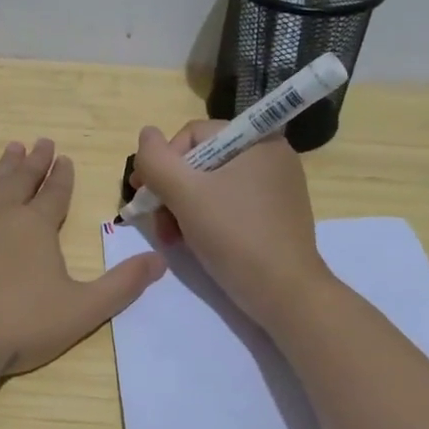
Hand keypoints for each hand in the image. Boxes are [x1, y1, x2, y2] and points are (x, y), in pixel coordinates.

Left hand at [0, 138, 166, 423]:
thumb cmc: (20, 325)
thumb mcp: (83, 310)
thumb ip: (122, 285)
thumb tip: (159, 261)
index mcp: (37, 226)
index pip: (55, 193)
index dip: (62, 176)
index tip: (65, 158)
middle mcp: (1, 214)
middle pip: (21, 180)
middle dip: (34, 161)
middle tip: (41, 141)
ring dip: (1, 167)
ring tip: (11, 149)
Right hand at [130, 120, 332, 332]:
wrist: (284, 294)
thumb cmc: (235, 235)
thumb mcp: (185, 193)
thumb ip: (157, 160)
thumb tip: (145, 133)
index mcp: (257, 140)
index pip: (193, 135)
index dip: (162, 162)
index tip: (144, 195)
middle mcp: (270, 156)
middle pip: (200, 161)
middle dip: (171, 191)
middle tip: (157, 223)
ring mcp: (274, 186)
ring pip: (210, 185)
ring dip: (182, 208)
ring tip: (171, 238)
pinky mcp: (273, 215)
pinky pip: (228, 204)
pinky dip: (204, 218)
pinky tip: (193, 241)